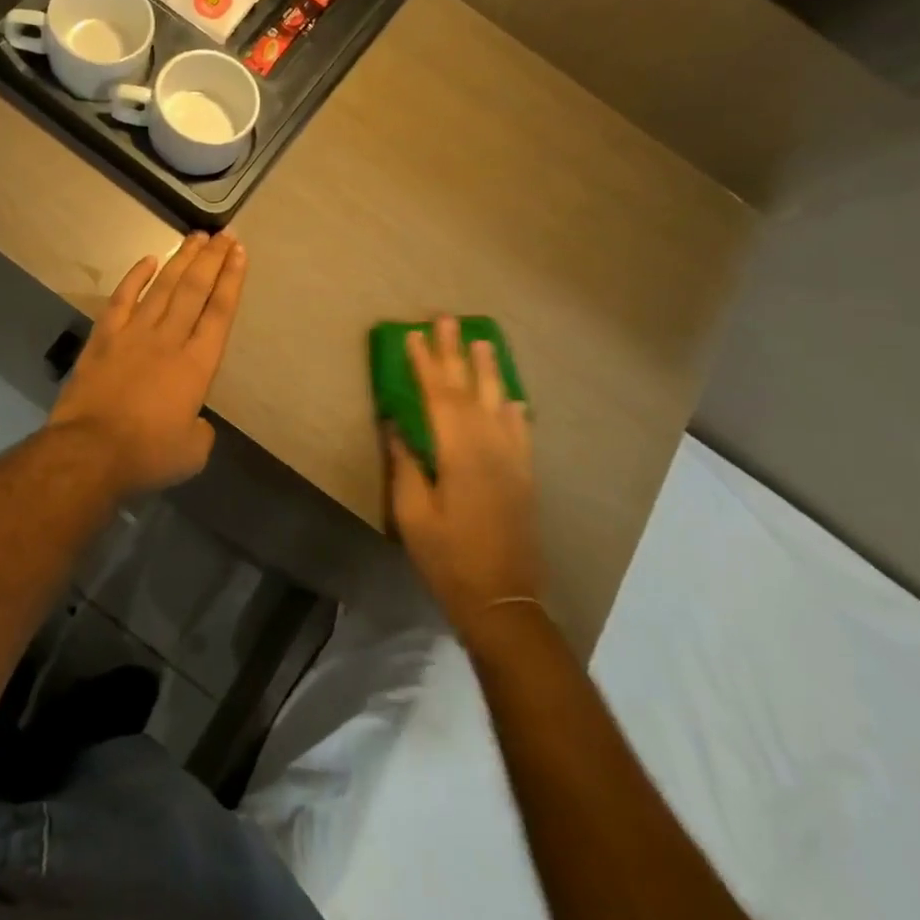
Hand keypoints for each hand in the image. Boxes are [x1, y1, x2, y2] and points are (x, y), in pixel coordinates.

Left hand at [49, 231, 248, 498]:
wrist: (89, 452)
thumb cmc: (147, 454)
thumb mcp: (192, 452)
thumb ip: (200, 430)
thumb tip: (193, 421)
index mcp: (197, 365)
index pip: (220, 311)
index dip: (232, 279)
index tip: (239, 252)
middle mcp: (169, 339)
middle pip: (195, 290)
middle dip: (212, 259)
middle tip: (224, 233)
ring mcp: (134, 334)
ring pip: (163, 287)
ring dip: (181, 260)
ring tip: (196, 237)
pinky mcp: (104, 338)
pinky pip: (122, 298)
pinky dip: (136, 276)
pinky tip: (148, 260)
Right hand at [386, 317, 546, 633]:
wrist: (503, 600)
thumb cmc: (448, 557)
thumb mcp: (413, 513)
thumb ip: (406, 465)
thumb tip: (395, 426)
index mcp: (460, 452)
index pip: (438, 396)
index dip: (424, 364)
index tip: (412, 335)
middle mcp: (490, 446)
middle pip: (470, 389)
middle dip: (456, 353)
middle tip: (448, 319)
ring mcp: (512, 460)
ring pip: (499, 403)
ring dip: (489, 370)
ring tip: (483, 341)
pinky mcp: (524, 477)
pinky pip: (520, 432)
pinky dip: (515, 409)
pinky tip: (513, 398)